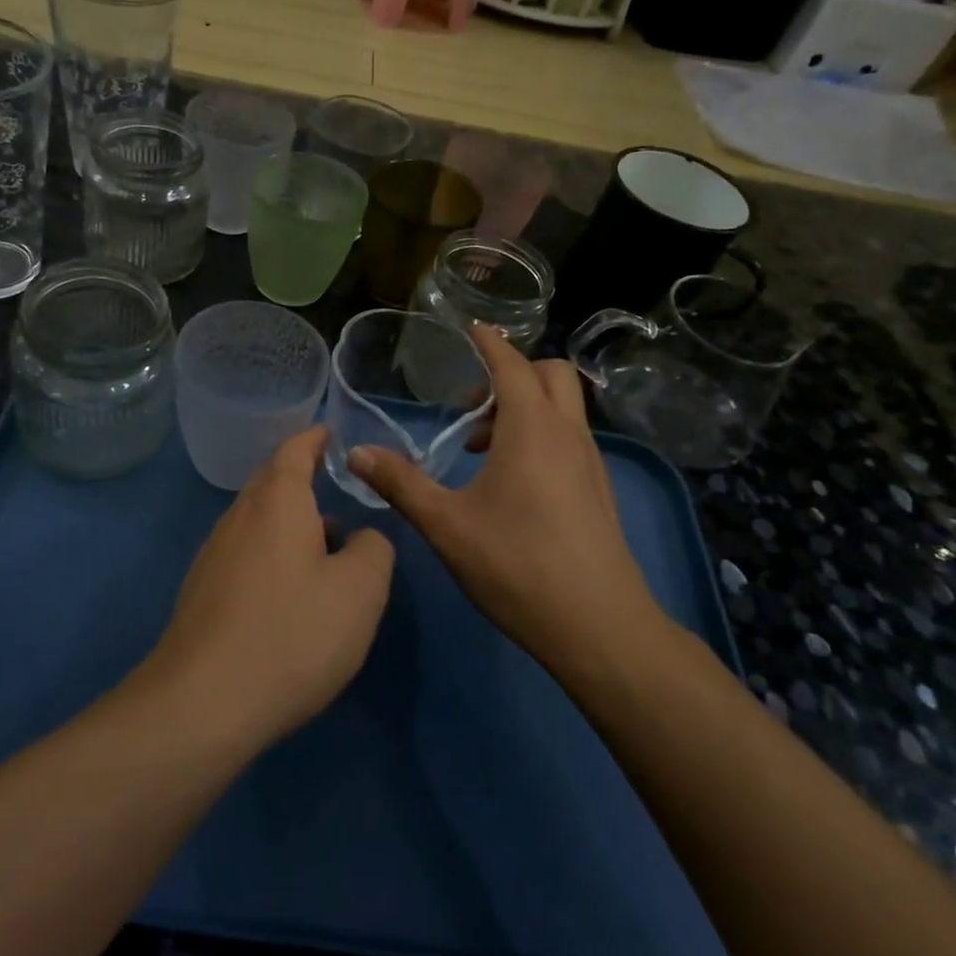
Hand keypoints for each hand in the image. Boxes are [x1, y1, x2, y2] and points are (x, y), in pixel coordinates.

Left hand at [145, 426, 393, 747]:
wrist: (203, 703)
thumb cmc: (292, 633)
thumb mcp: (360, 591)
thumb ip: (374, 549)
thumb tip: (364, 537)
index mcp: (277, 501)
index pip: (294, 450)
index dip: (315, 438)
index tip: (332, 433)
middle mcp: (238, 516)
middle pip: (271, 483)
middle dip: (303, 480)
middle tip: (336, 489)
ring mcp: (214, 554)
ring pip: (257, 521)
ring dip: (291, 523)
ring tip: (327, 546)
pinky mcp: (202, 591)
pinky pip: (245, 553)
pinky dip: (272, 554)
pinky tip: (290, 592)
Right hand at [348, 327, 668, 692]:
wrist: (599, 626)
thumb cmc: (517, 566)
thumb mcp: (446, 524)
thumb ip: (400, 483)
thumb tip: (356, 452)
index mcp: (532, 429)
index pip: (512, 364)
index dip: (490, 342)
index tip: (471, 328)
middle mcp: (568, 434)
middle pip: (550, 374)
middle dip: (512, 373)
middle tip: (473, 405)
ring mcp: (590, 462)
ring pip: (563, 407)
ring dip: (525, 407)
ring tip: (481, 448)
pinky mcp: (598, 489)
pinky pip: (570, 437)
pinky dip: (541, 434)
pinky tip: (511, 482)